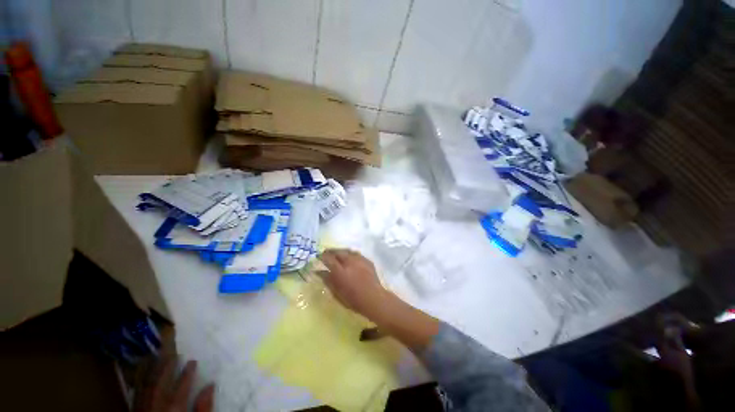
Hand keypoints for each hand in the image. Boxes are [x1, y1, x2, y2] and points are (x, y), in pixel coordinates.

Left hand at [134, 359, 213, 411]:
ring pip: (145, 385)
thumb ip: (204, 408)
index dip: (188, 372)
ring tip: (157, 358)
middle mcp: (156, 406)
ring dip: (152, 370)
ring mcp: (142, 409)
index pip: (181, 385)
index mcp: (174, 408)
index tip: (193, 361)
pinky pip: (136, 393)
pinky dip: (139, 382)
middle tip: (174, 353)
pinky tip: (142, 375)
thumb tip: (211, 385)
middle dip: (167, 367)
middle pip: (160, 382)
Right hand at [320, 249, 439, 350]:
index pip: (328, 259)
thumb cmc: (353, 300)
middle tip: (326, 254)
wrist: (374, 298)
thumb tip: (319, 272)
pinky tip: (349, 258)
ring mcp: (359, 260)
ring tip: (337, 254)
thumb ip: (328, 280)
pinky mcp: (367, 260)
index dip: (322, 256)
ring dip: (340, 251)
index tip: (318, 257)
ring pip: (347, 251)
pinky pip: (356, 254)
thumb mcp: (337, 293)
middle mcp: (349, 262)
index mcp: (340, 271)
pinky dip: (350, 254)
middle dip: (330, 252)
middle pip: (338, 252)